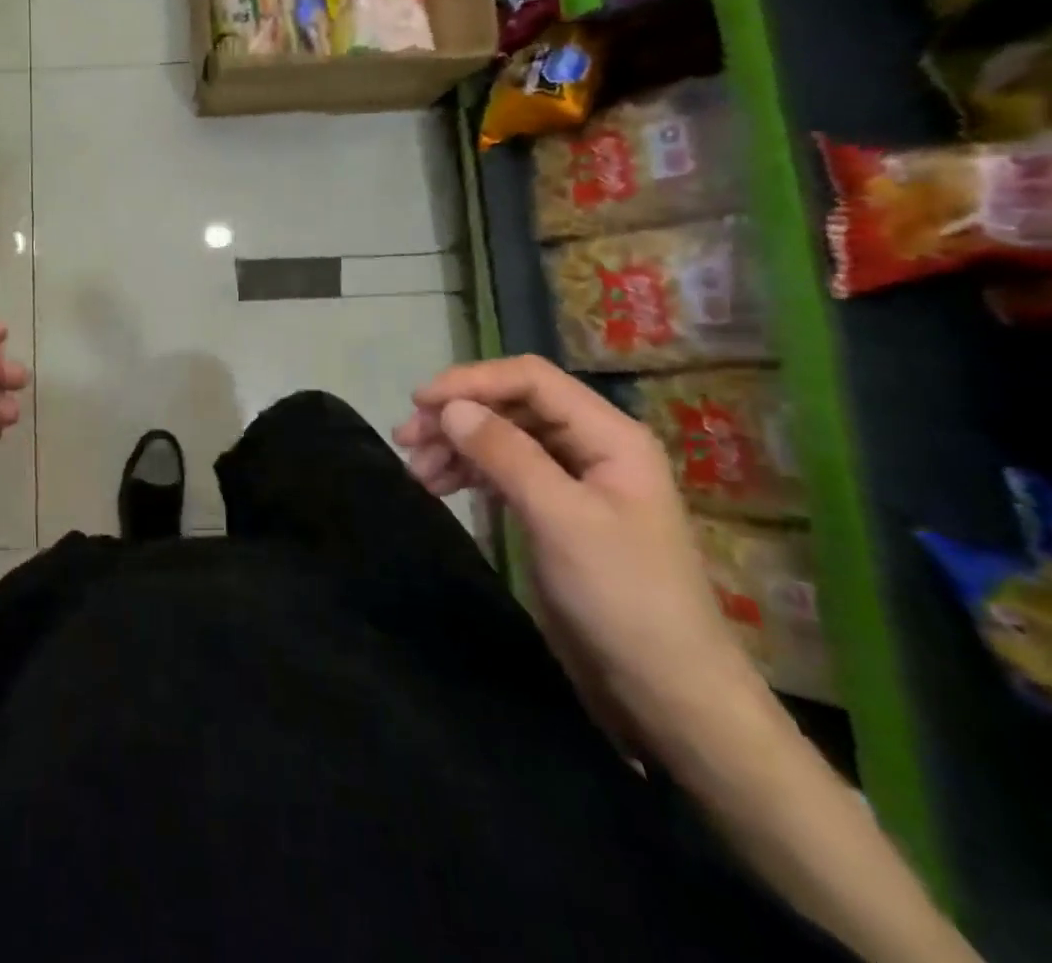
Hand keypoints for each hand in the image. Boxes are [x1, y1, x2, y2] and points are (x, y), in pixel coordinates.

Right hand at [394, 356, 761, 755]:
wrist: (666, 692)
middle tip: (405, 440)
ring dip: (454, 447)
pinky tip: (438, 487)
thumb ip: (506, 454)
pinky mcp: (553, 511)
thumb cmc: (623, 597)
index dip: (472, 382)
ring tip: (415, 472)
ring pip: (500, 437)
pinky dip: (466, 473)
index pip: (530, 379)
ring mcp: (571, 480)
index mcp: (609, 435)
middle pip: (510, 406)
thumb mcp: (561, 518)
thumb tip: (450, 407)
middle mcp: (589, 446)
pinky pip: (501, 471)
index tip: (419, 403)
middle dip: (456, 416)